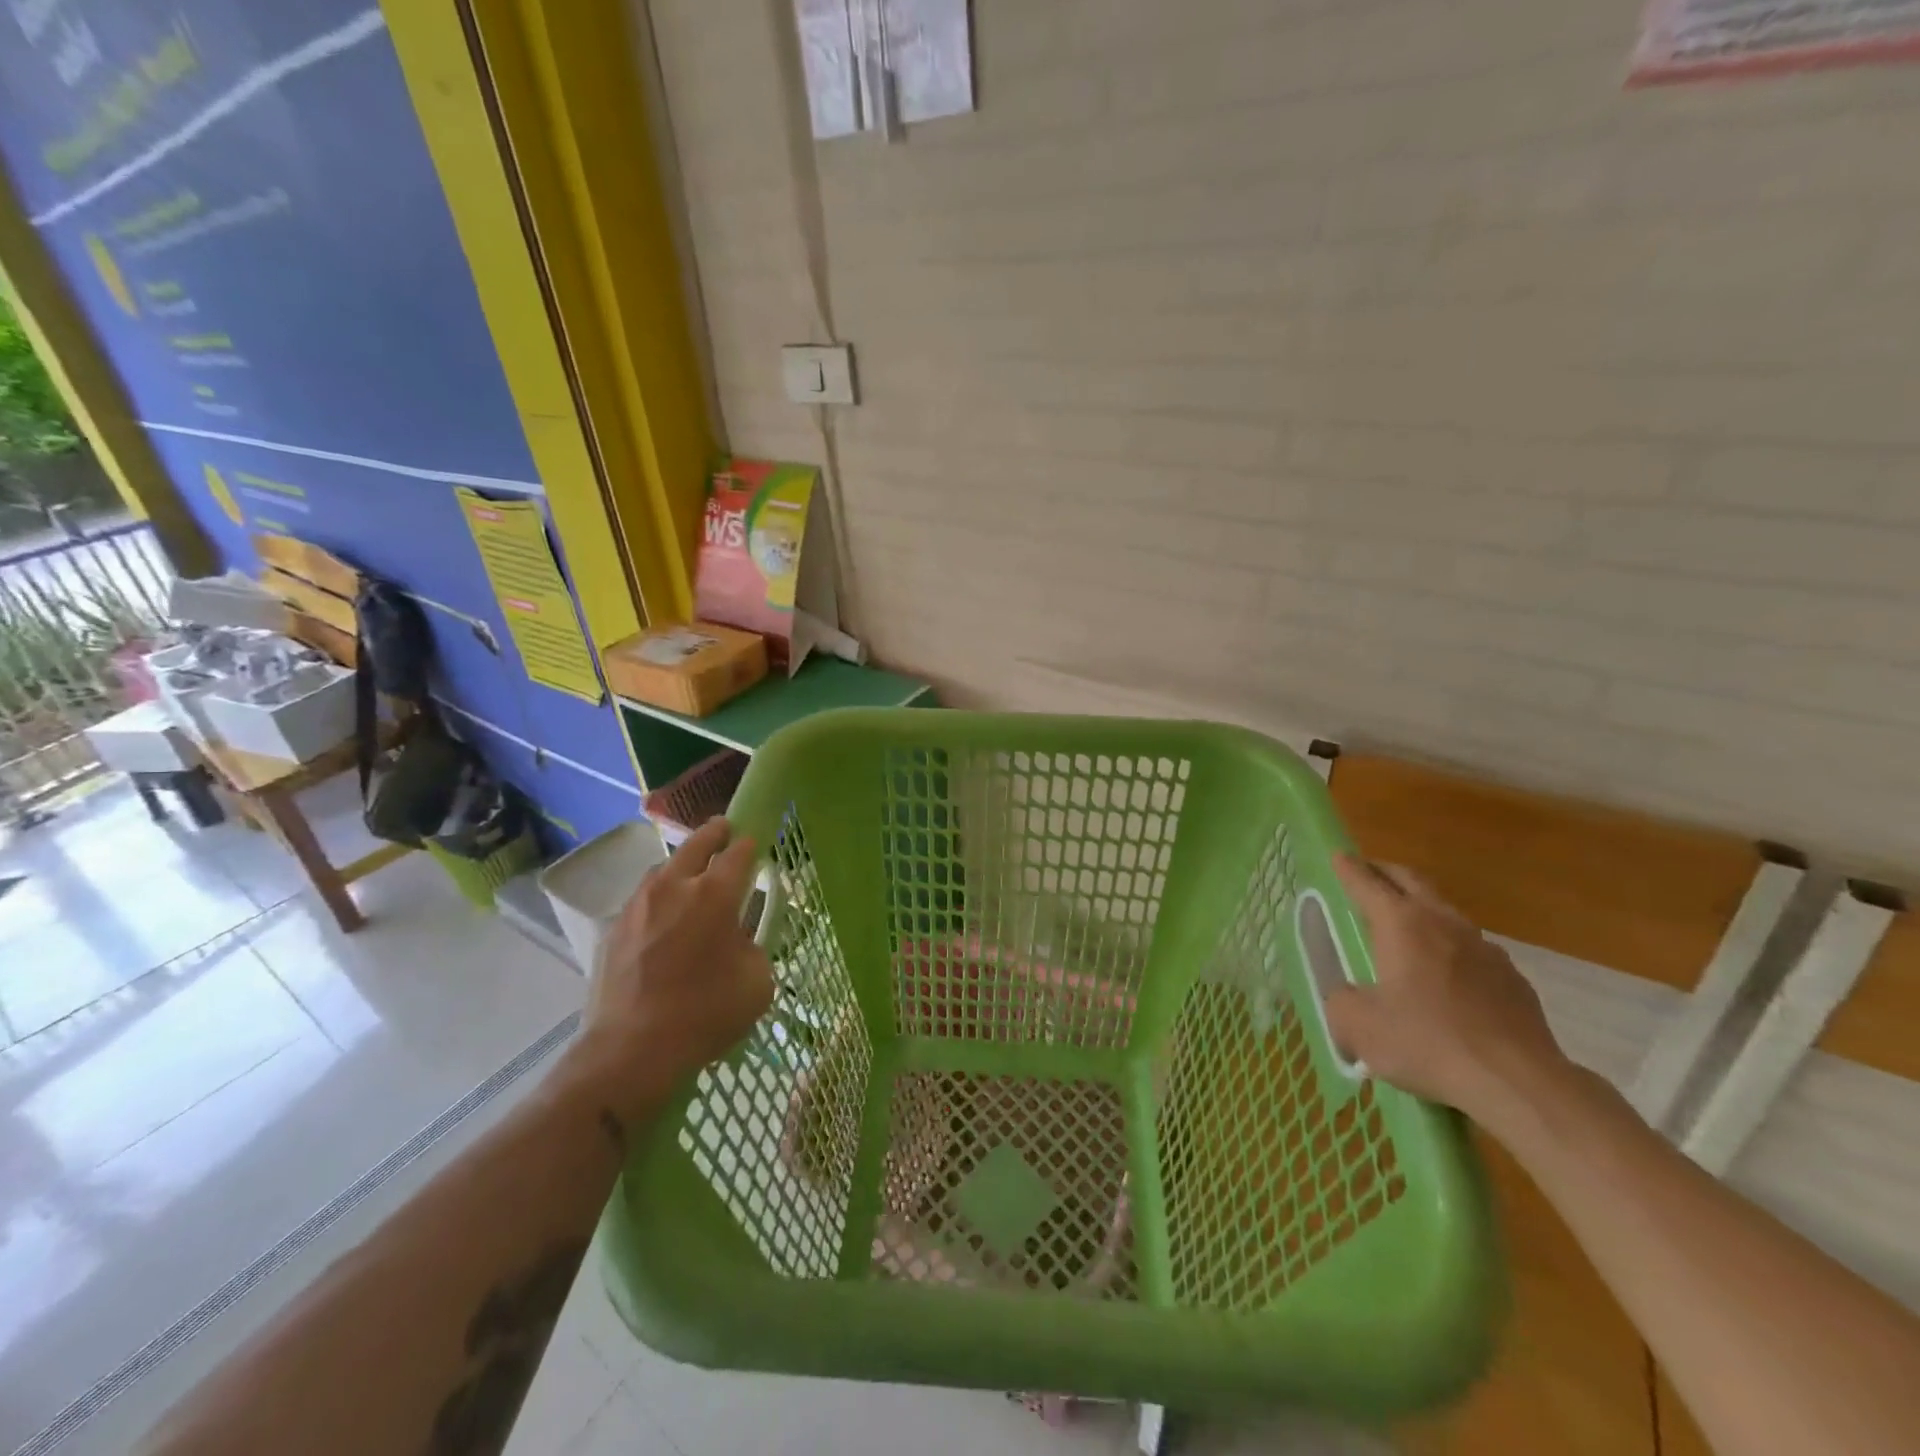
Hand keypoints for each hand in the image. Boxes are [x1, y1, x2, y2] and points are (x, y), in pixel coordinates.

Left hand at [565, 819, 774, 1127]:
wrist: (629, 1052)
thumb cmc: (705, 1014)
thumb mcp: (757, 981)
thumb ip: (754, 947)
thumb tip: (738, 939)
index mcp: (715, 894)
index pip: (739, 851)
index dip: (751, 844)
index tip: (756, 844)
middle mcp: (674, 886)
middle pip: (697, 843)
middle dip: (715, 833)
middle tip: (725, 831)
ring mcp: (638, 905)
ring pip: (665, 868)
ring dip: (683, 865)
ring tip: (692, 878)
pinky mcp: (613, 928)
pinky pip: (643, 899)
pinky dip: (659, 898)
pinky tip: (664, 920)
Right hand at [1323, 853, 1570, 1125]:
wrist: (1518, 1083)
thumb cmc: (1427, 1043)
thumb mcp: (1358, 1026)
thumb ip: (1341, 1001)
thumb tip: (1348, 996)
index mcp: (1402, 924)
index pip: (1367, 883)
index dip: (1348, 868)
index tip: (1337, 854)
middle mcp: (1443, 923)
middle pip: (1411, 881)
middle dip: (1385, 872)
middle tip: (1367, 873)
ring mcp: (1484, 949)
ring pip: (1445, 912)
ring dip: (1421, 907)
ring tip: (1405, 923)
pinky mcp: (1512, 979)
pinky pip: (1471, 949)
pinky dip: (1449, 947)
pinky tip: (1445, 975)